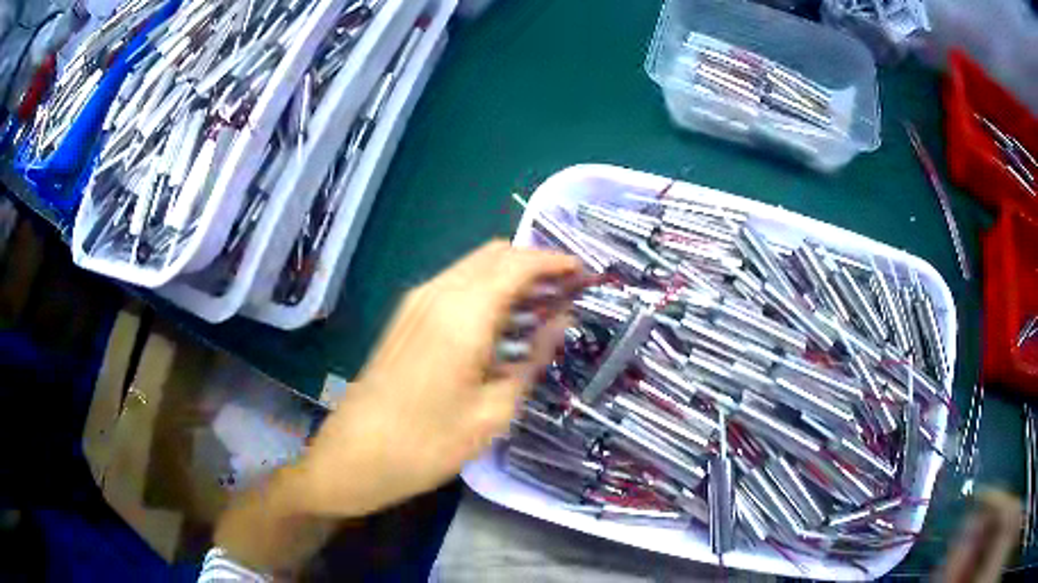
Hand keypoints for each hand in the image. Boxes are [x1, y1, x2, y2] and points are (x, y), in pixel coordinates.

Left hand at [297, 240, 582, 517]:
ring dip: (511, 277)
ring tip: (543, 308)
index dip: (556, 262)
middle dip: (535, 265)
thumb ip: (533, 358)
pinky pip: (456, 285)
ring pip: (475, 267)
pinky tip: (503, 322)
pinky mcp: (406, 316)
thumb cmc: (428, 443)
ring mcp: (417, 302)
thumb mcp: (494, 410)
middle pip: (496, 255)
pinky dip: (487, 290)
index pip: (519, 264)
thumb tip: (560, 322)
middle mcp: (438, 292)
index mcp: (463, 312)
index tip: (584, 274)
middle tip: (567, 293)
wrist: (355, 455)